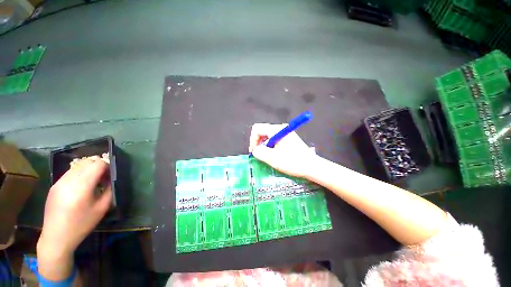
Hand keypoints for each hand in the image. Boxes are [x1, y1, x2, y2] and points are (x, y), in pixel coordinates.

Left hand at [37, 156, 111, 279]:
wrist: (56, 237)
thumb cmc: (81, 224)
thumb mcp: (101, 208)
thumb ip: (109, 190)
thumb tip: (111, 179)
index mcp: (82, 186)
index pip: (97, 164)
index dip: (107, 166)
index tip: (111, 175)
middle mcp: (69, 180)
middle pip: (87, 162)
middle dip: (98, 166)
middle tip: (104, 178)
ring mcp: (59, 182)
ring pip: (78, 166)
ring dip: (88, 169)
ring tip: (92, 182)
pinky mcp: (54, 185)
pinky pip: (70, 173)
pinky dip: (79, 174)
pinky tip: (80, 188)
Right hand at [249, 123, 317, 177]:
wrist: (311, 166)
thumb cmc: (293, 162)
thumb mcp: (273, 158)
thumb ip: (260, 152)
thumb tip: (254, 150)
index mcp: (277, 129)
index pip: (257, 129)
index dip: (253, 140)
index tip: (254, 152)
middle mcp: (280, 128)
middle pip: (262, 131)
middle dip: (258, 143)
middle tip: (259, 155)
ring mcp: (285, 133)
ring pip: (267, 136)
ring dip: (264, 146)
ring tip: (266, 156)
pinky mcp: (288, 138)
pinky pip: (274, 139)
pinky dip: (270, 146)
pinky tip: (273, 155)